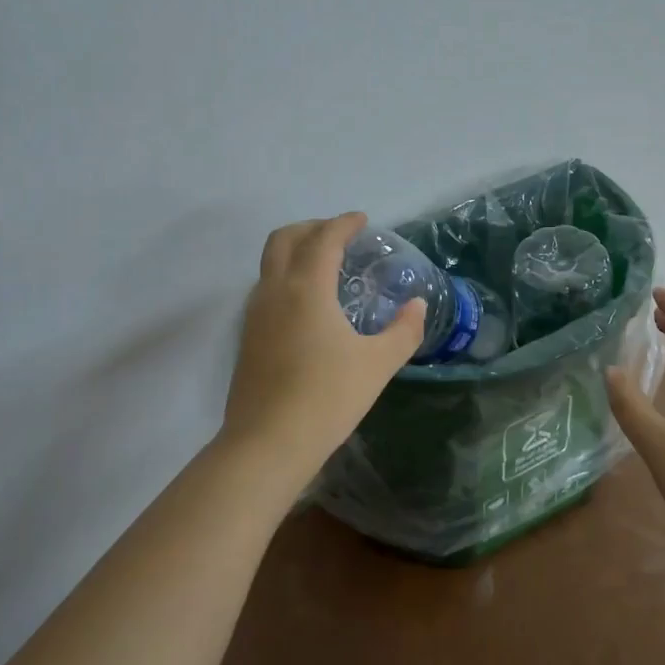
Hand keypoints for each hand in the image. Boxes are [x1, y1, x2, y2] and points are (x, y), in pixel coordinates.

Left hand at [221, 213, 425, 491]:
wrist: (267, 443)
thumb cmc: (327, 398)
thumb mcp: (378, 364)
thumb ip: (404, 330)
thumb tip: (417, 305)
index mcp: (307, 288)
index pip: (324, 239)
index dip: (344, 223)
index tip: (362, 220)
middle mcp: (275, 290)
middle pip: (285, 238)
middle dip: (312, 228)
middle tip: (340, 236)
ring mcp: (255, 314)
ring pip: (270, 262)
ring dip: (296, 251)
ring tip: (325, 266)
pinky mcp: (247, 336)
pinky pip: (265, 287)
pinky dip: (286, 276)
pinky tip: (307, 304)